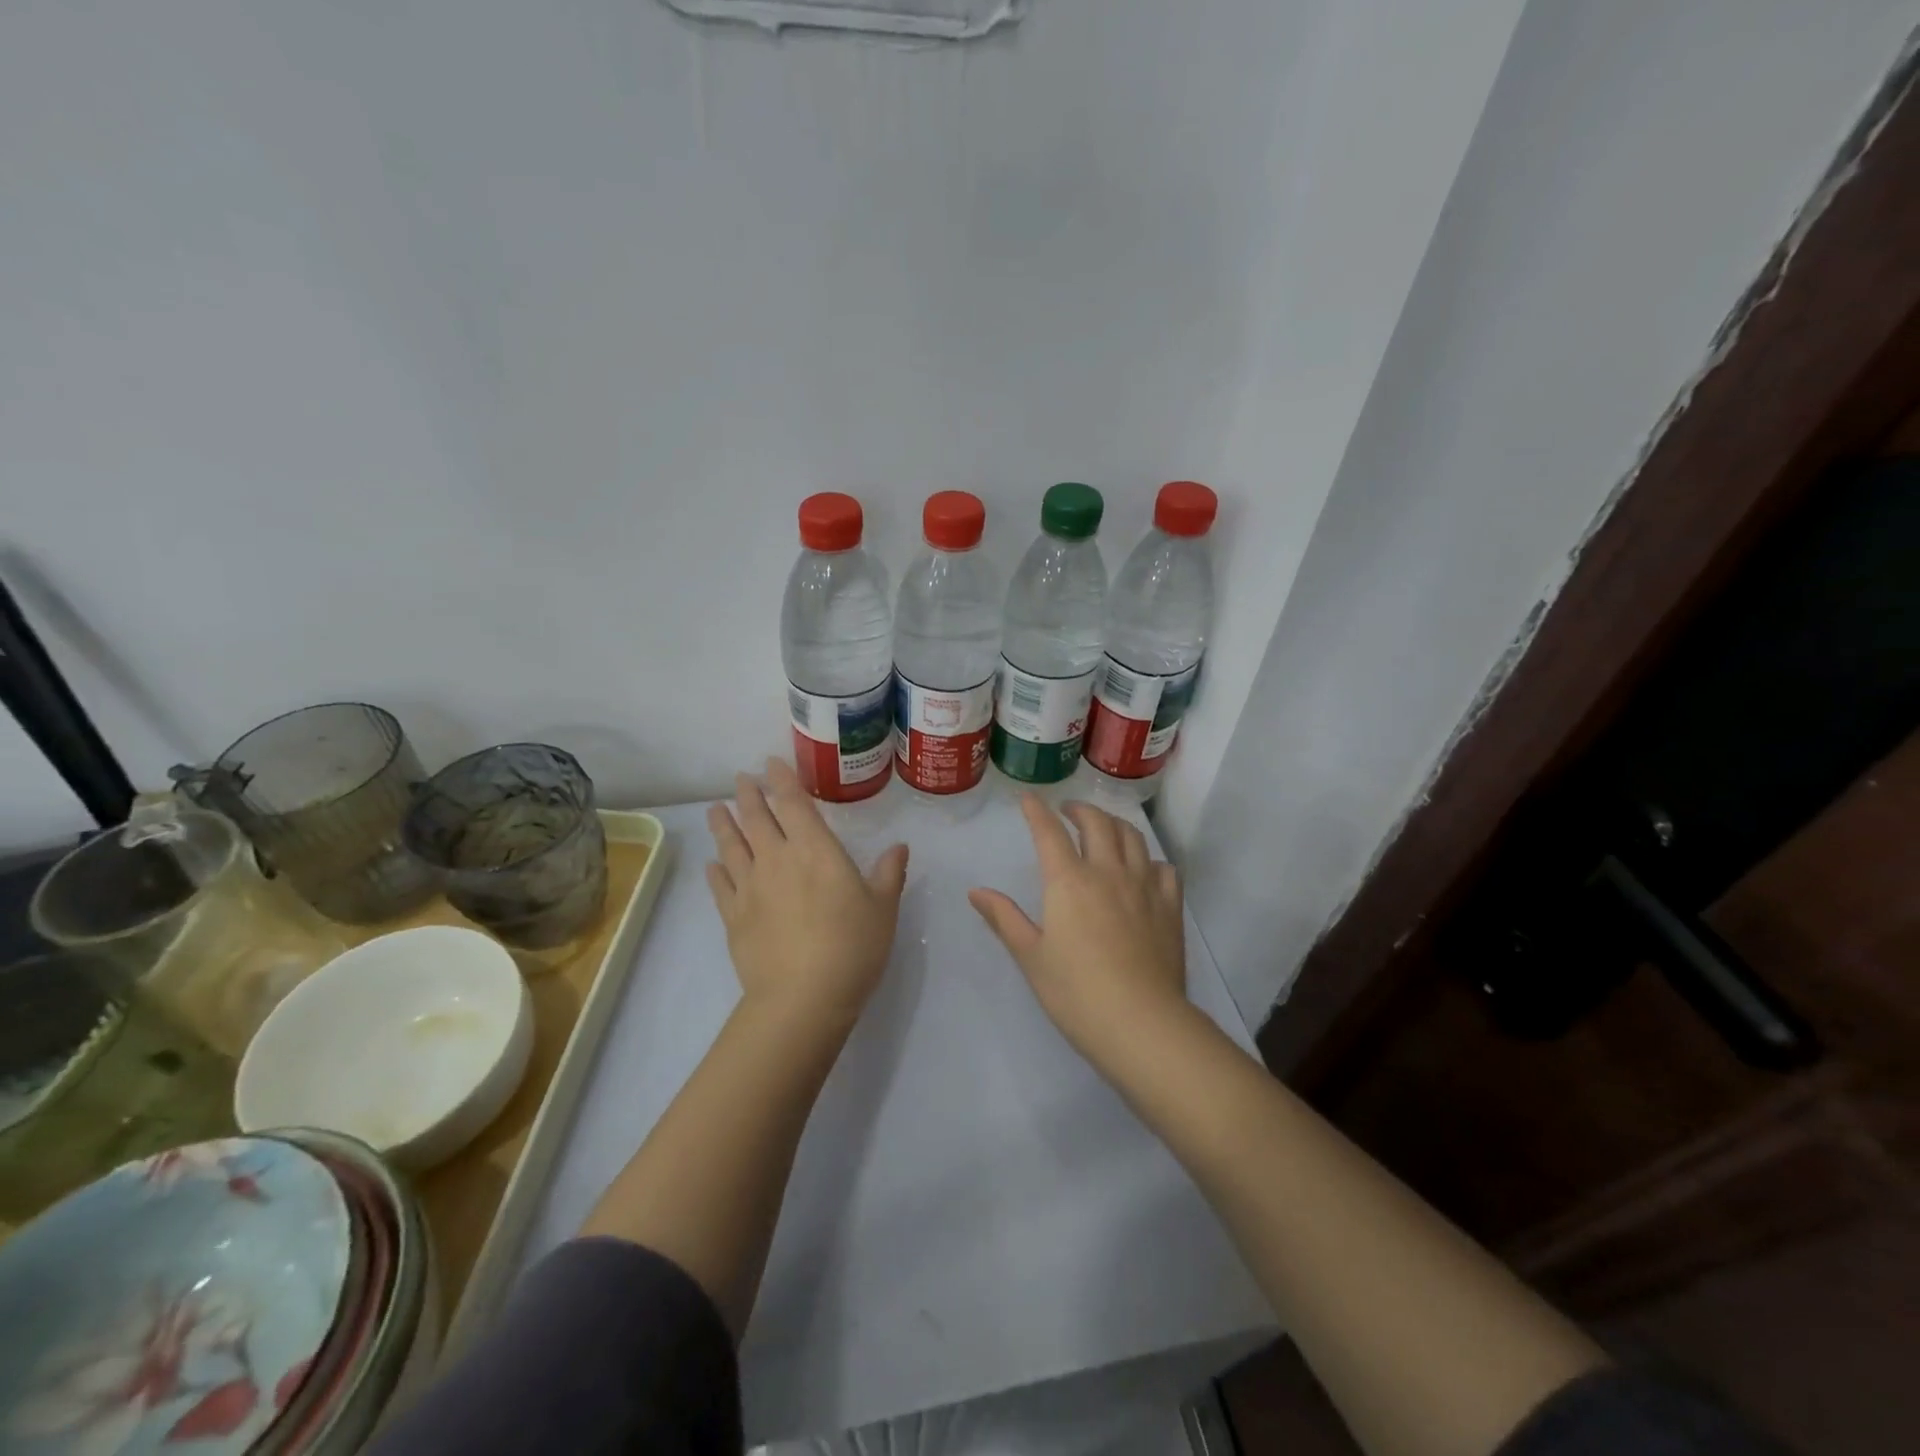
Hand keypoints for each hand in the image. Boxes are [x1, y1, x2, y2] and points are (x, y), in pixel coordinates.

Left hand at [706, 758, 908, 1033]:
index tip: (770, 763)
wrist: (803, 998)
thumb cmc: (852, 947)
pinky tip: (712, 863)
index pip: (794, 804)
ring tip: (716, 809)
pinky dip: (716, 870)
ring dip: (724, 824)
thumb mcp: (883, 908)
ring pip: (732, 846)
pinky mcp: (733, 917)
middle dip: (749, 795)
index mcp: (815, 850)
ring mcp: (750, 888)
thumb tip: (899, 846)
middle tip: (741, 779)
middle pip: (757, 818)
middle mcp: (777, 860)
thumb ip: (889, 873)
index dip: (782, 780)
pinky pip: (720, 886)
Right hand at [969, 795, 1189, 1069]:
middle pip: (1097, 823)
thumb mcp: (1031, 956)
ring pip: (1132, 837)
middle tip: (1068, 812)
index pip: (1050, 832)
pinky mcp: (1170, 906)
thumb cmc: (1076, 993)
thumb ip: (1004, 918)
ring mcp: (1144, 886)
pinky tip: (1144, 869)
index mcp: (1069, 881)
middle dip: (1080, 810)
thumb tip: (976, 891)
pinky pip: (1164, 868)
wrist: (1142, 1023)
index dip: (1037, 811)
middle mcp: (1108, 872)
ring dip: (1114, 824)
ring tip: (1104, 829)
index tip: (1029, 799)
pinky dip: (1149, 859)